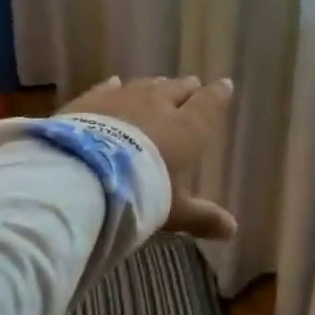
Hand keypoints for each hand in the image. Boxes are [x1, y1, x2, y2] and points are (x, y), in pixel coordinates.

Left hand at [59, 76, 237, 239]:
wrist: (82, 177)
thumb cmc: (141, 193)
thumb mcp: (174, 211)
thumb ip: (203, 216)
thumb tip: (232, 231)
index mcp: (188, 128)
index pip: (209, 102)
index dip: (219, 93)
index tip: (225, 85)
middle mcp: (159, 105)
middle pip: (179, 88)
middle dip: (187, 89)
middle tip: (192, 89)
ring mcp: (124, 98)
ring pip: (147, 84)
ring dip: (156, 87)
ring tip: (160, 87)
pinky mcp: (92, 100)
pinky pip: (109, 87)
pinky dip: (116, 87)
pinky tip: (116, 84)